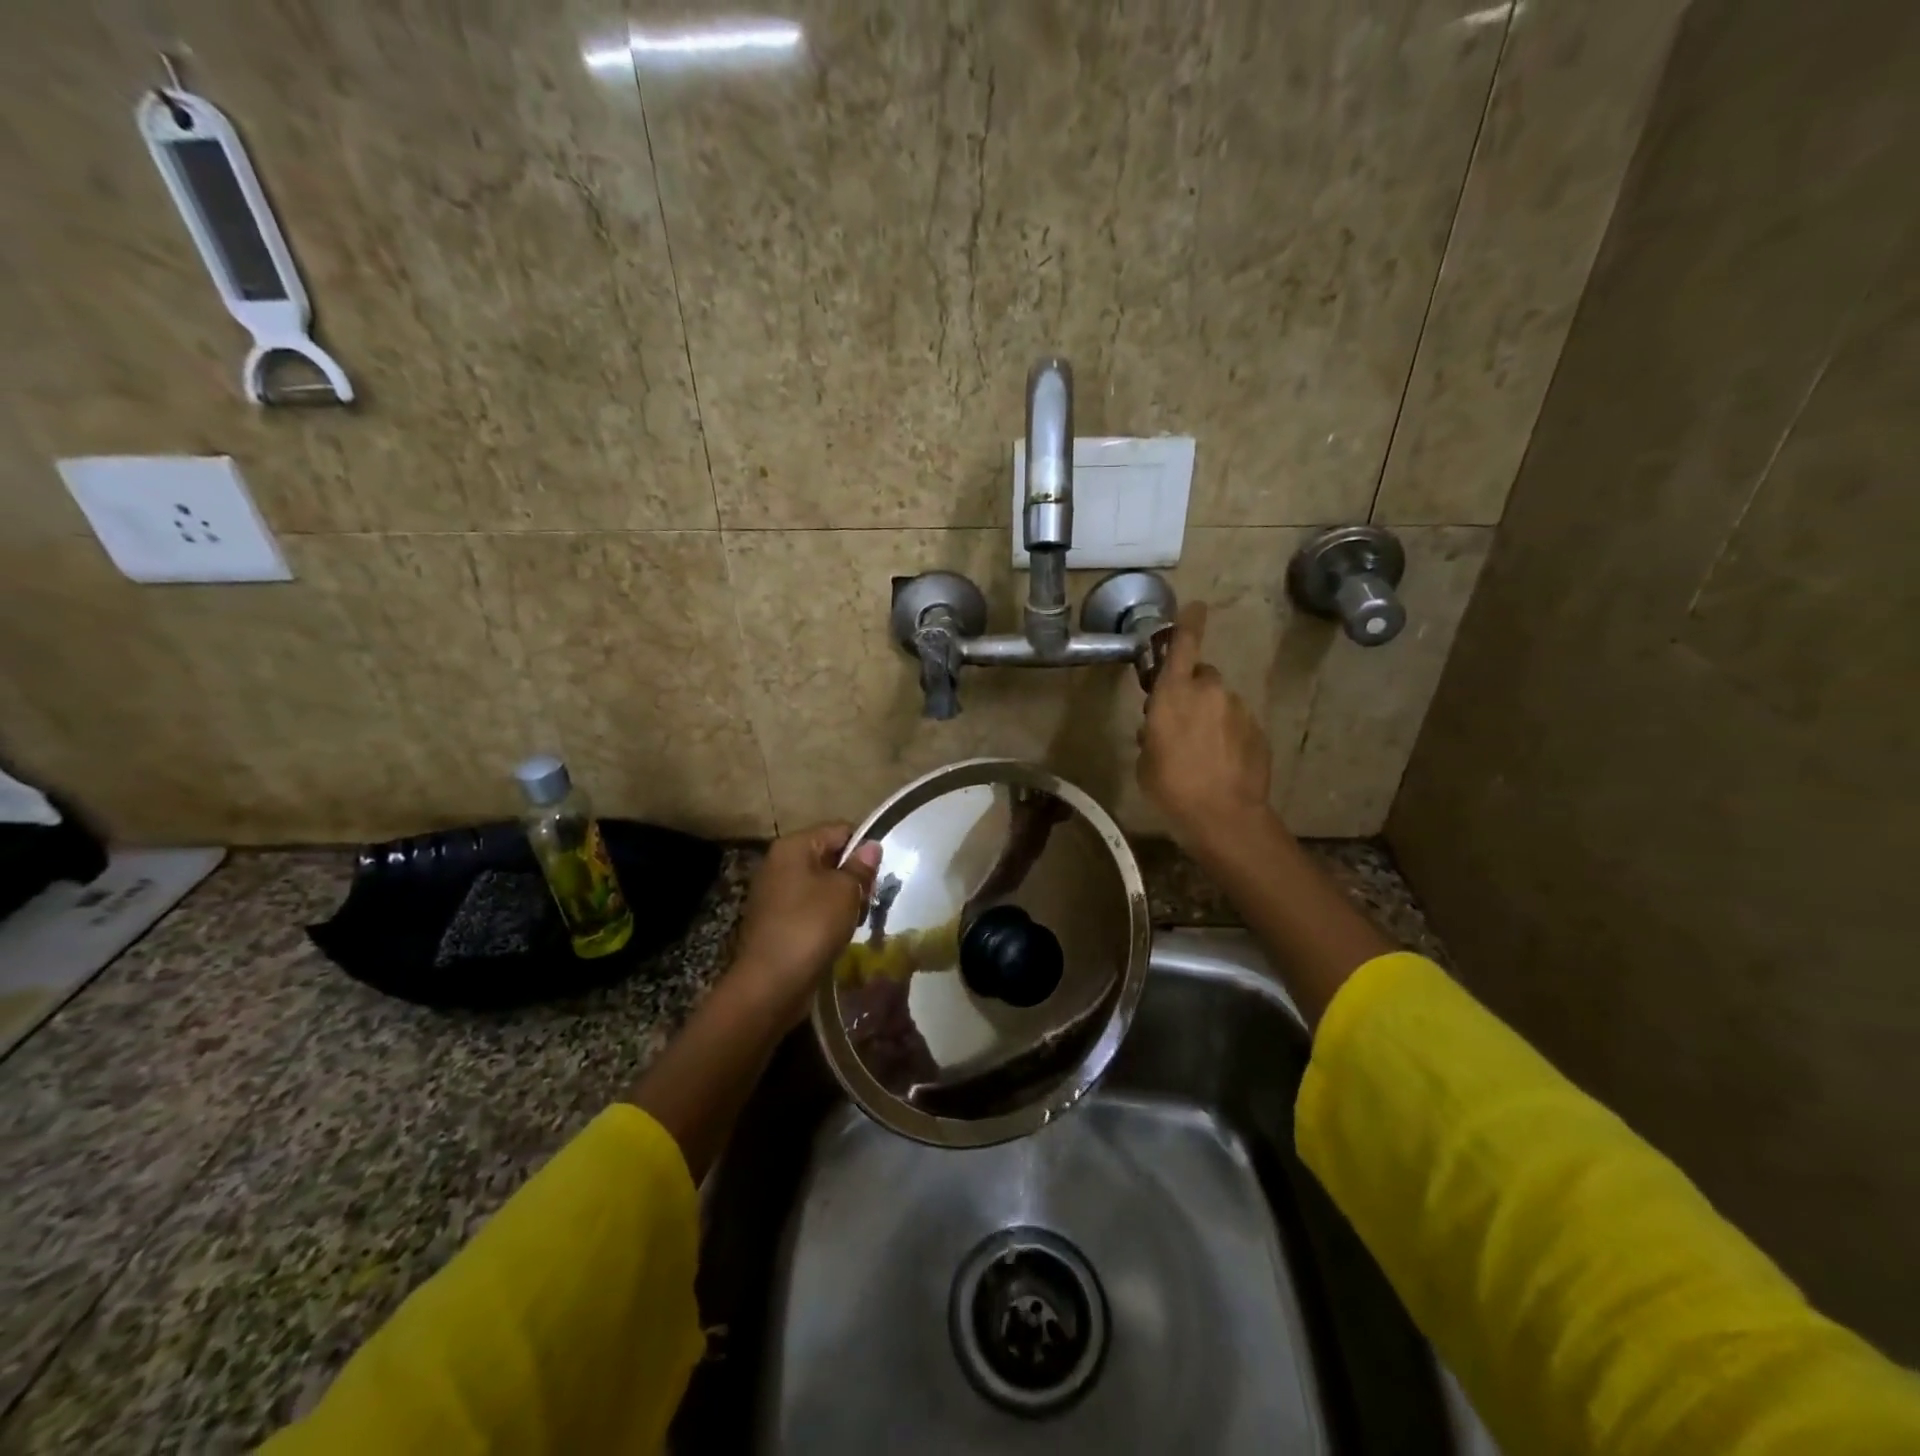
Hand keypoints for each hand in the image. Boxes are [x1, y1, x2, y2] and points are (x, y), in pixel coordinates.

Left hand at [728, 824, 881, 1024]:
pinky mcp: (775, 920)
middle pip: (829, 857)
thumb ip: (860, 866)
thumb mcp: (845, 891)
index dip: (864, 848)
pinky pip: (809, 907)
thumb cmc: (811, 926)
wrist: (770, 983)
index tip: (880, 873)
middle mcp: (779, 863)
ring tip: (857, 919)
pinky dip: (826, 917)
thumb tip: (872, 846)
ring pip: (821, 884)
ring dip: (842, 899)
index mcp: (793, 846)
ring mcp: (774, 893)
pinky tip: (838, 934)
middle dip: (853, 876)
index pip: (840, 830)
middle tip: (871, 899)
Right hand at [1138, 602, 1272, 851]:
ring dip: (1210, 715)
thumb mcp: (1145, 761)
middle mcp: (1209, 692)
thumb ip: (1151, 735)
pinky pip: (1236, 724)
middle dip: (1192, 689)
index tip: (1195, 605)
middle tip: (1181, 720)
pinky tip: (1220, 763)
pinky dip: (1227, 735)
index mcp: (1174, 694)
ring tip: (1201, 751)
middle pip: (1202, 676)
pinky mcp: (1257, 731)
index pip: (1183, 646)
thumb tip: (1155, 730)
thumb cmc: (1171, 787)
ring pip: (1220, 702)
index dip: (1188, 623)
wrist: (1224, 816)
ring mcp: (1238, 710)